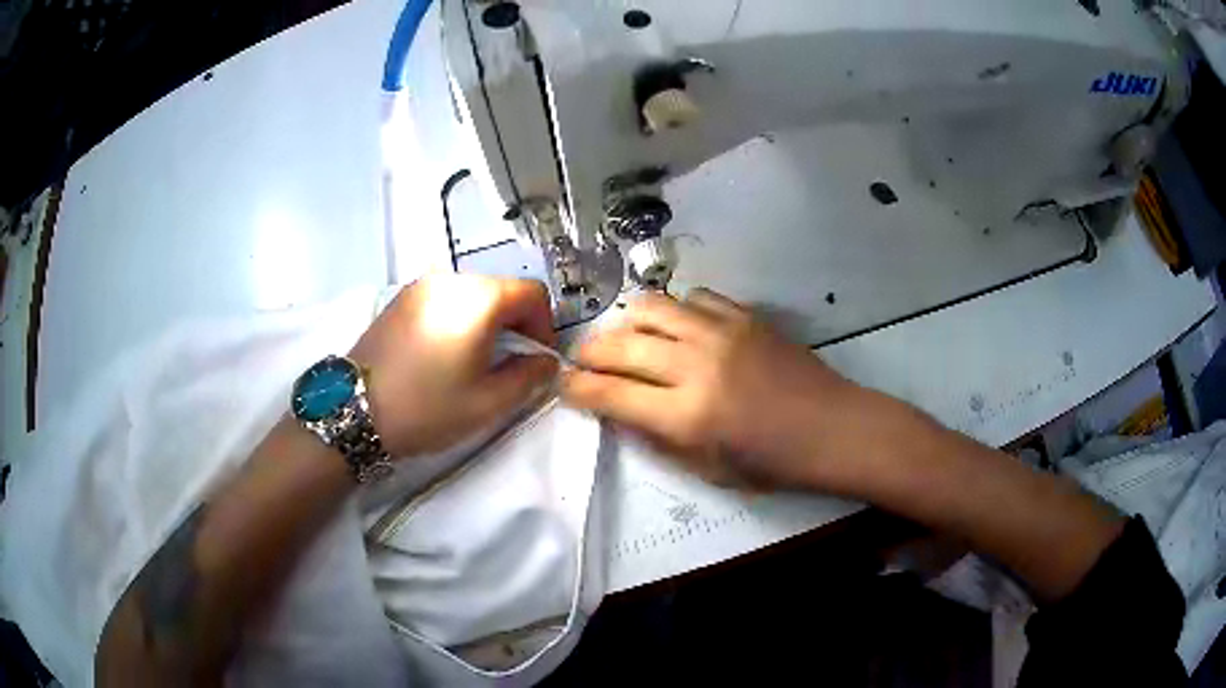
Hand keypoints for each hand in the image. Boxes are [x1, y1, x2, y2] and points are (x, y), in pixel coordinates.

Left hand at [349, 275, 557, 456]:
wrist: (353, 411)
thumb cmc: (427, 407)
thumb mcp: (489, 402)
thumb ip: (530, 376)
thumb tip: (545, 361)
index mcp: (478, 298)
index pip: (532, 293)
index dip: (544, 326)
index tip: (536, 360)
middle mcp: (450, 279)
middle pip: (501, 290)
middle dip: (516, 324)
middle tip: (508, 365)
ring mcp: (420, 286)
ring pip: (472, 295)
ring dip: (486, 322)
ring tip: (474, 362)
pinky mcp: (399, 299)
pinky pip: (444, 300)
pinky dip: (458, 319)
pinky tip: (444, 354)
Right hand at [562, 289, 886, 490]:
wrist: (831, 428)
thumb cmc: (771, 462)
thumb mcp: (707, 469)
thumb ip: (656, 438)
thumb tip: (617, 410)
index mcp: (686, 415)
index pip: (610, 392)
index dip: (577, 388)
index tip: (563, 384)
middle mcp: (696, 365)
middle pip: (621, 344)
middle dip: (589, 352)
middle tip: (583, 360)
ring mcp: (721, 332)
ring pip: (650, 307)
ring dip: (626, 322)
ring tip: (625, 337)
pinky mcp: (743, 315)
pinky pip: (692, 298)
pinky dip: (674, 310)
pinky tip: (678, 326)